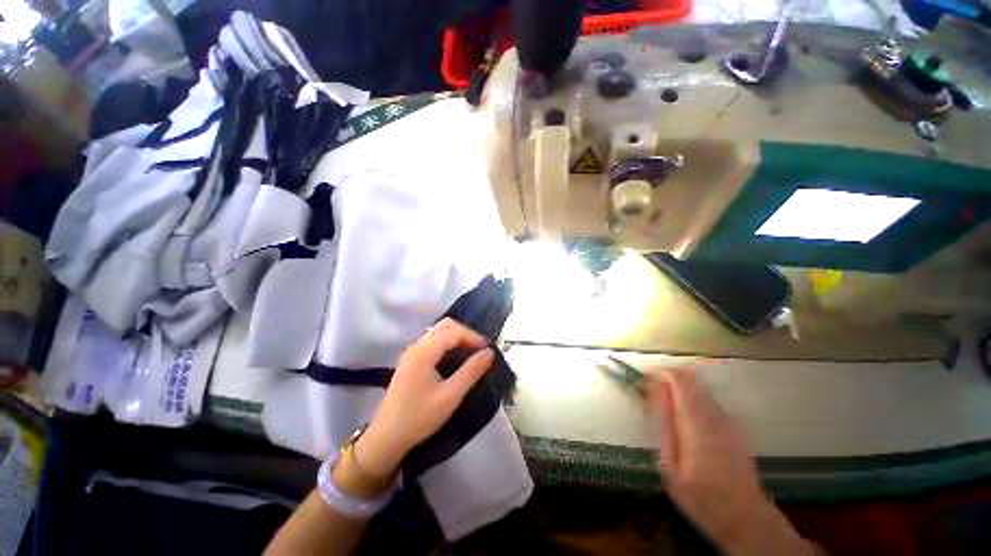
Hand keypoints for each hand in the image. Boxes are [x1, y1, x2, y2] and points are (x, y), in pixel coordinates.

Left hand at [353, 318, 494, 481]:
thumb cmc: (419, 418)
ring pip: (439, 332)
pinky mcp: (411, 359)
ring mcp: (412, 351)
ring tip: (472, 352)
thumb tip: (489, 352)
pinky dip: (448, 343)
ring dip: (457, 337)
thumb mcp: (450, 396)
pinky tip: (456, 357)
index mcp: (424, 351)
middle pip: (445, 326)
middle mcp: (417, 345)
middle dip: (466, 333)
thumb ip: (471, 371)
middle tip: (481, 349)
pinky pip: (433, 341)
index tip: (489, 349)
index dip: (473, 336)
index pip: (453, 331)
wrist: (386, 438)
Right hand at [647, 368, 812, 555]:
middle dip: (670, 379)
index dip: (662, 372)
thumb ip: (666, 428)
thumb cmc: (702, 496)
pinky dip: (694, 402)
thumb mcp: (672, 467)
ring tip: (669, 409)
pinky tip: (688, 424)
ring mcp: (729, 420)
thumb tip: (658, 399)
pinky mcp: (736, 426)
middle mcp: (715, 415)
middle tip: (655, 393)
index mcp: (696, 424)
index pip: (680, 379)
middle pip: (691, 379)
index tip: (648, 378)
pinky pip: (710, 402)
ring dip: (682, 391)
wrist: (745, 516)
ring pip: (700, 389)